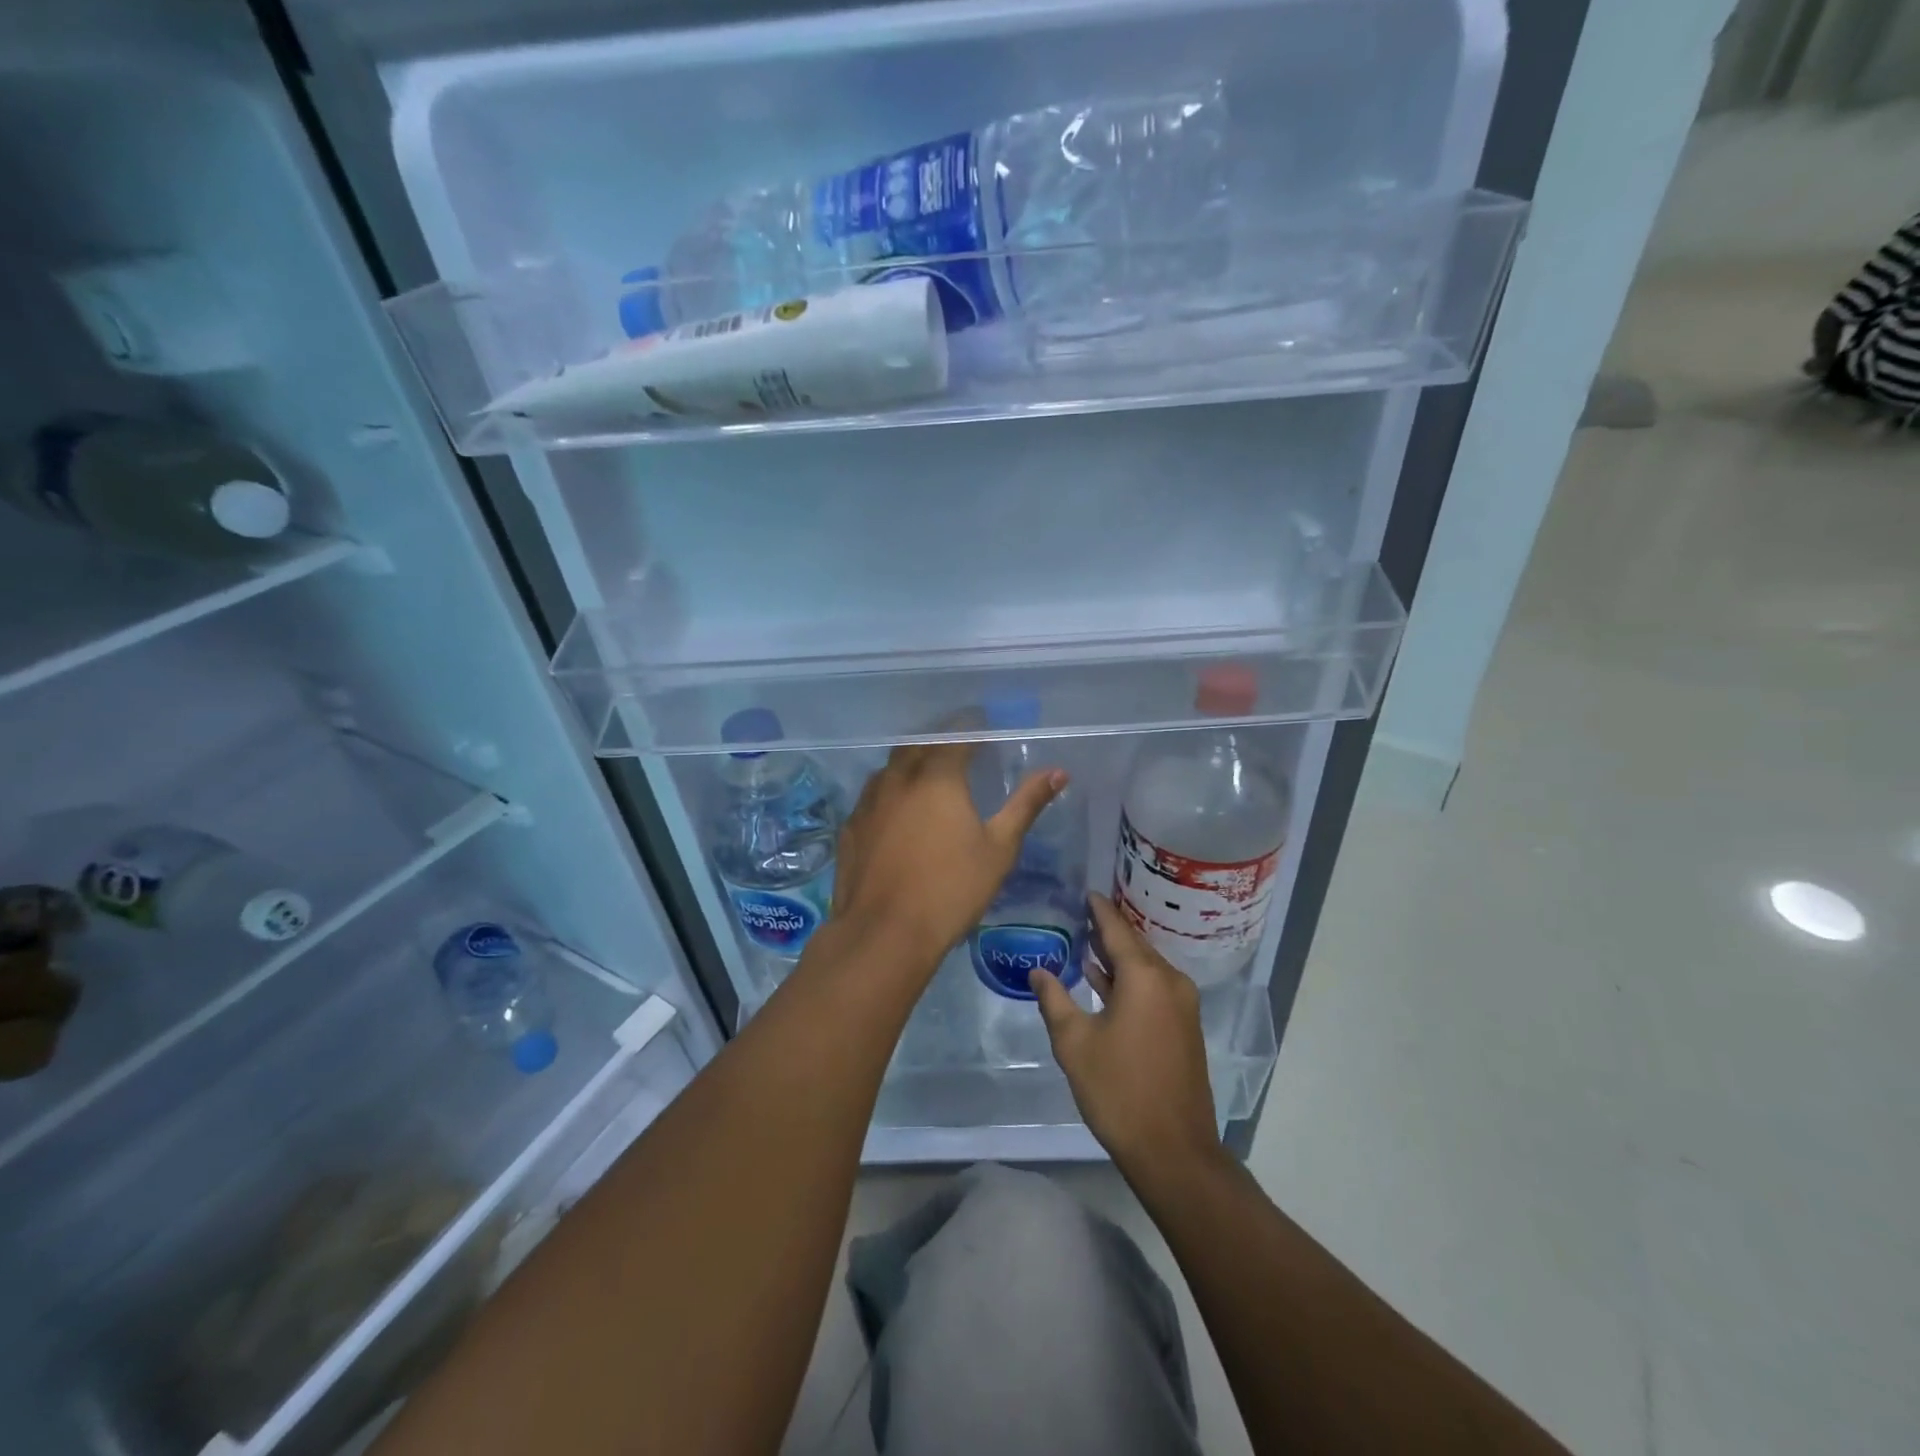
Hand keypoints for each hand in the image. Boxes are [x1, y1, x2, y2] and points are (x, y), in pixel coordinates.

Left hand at [830, 741, 1065, 974]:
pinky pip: (873, 795)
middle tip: (959, 748)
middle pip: (919, 744)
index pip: (956, 735)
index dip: (972, 726)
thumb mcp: (999, 849)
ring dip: (911, 763)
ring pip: (891, 767)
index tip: (984, 724)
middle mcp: (898, 778)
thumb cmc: (951, 890)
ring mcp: (869, 801)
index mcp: (937, 777)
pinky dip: (890, 792)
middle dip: (939, 740)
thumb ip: (1026, 804)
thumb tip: (1058, 772)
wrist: (884, 933)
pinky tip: (897, 811)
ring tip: (928, 775)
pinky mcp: (851, 826)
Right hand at [1031, 894, 1221, 1177]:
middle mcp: (1169, 982)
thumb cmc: (1119, 1090)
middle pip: (1135, 945)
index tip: (1085, 892)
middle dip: (1108, 930)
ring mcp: (1181, 1005)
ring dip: (1118, 957)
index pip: (1117, 929)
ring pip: (1145, 968)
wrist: (1173, 1149)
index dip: (1099, 910)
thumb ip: (1054, 1000)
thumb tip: (1038, 970)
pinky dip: (1129, 979)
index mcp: (1145, 977)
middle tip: (1080, 914)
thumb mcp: (1075, 1043)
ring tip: (1086, 942)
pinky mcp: (1184, 1026)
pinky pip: (1153, 988)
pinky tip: (1105, 981)